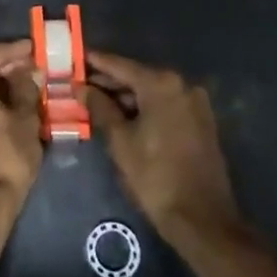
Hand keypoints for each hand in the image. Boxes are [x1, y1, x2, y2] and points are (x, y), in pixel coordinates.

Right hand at [84, 50, 242, 247]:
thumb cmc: (155, 176)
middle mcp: (182, 85)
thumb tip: (82, 88)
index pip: (120, 65)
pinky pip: (166, 106)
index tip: (75, 57)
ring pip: (152, 92)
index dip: (95, 62)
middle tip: (80, 84)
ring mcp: (195, 104)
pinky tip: (122, 117)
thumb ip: (100, 108)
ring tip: (96, 103)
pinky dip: (144, 108)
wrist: (202, 219)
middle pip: (137, 77)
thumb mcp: (120, 140)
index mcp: (162, 84)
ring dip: (126, 97)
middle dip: (109, 82)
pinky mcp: (201, 122)